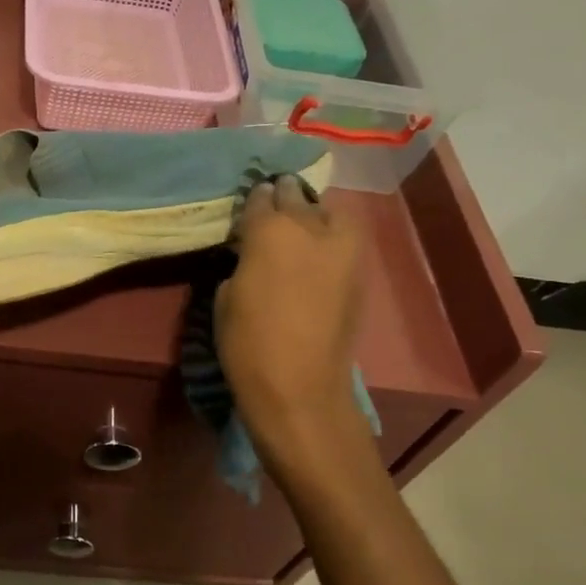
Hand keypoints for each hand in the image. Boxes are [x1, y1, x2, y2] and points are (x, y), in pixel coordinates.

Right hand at [215, 177, 367, 473]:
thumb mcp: (226, 297)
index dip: (253, 200)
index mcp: (269, 231)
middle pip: (296, 197)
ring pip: (330, 211)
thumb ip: (244, 262)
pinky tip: (319, 249)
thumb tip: (254, 253)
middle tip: (274, 203)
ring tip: (303, 223)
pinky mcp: (359, 272)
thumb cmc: (247, 343)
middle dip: (284, 196)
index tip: (249, 205)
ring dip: (314, 212)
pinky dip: (333, 235)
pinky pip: (346, 238)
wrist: (300, 388)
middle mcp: (309, 228)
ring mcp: (340, 249)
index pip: (260, 199)